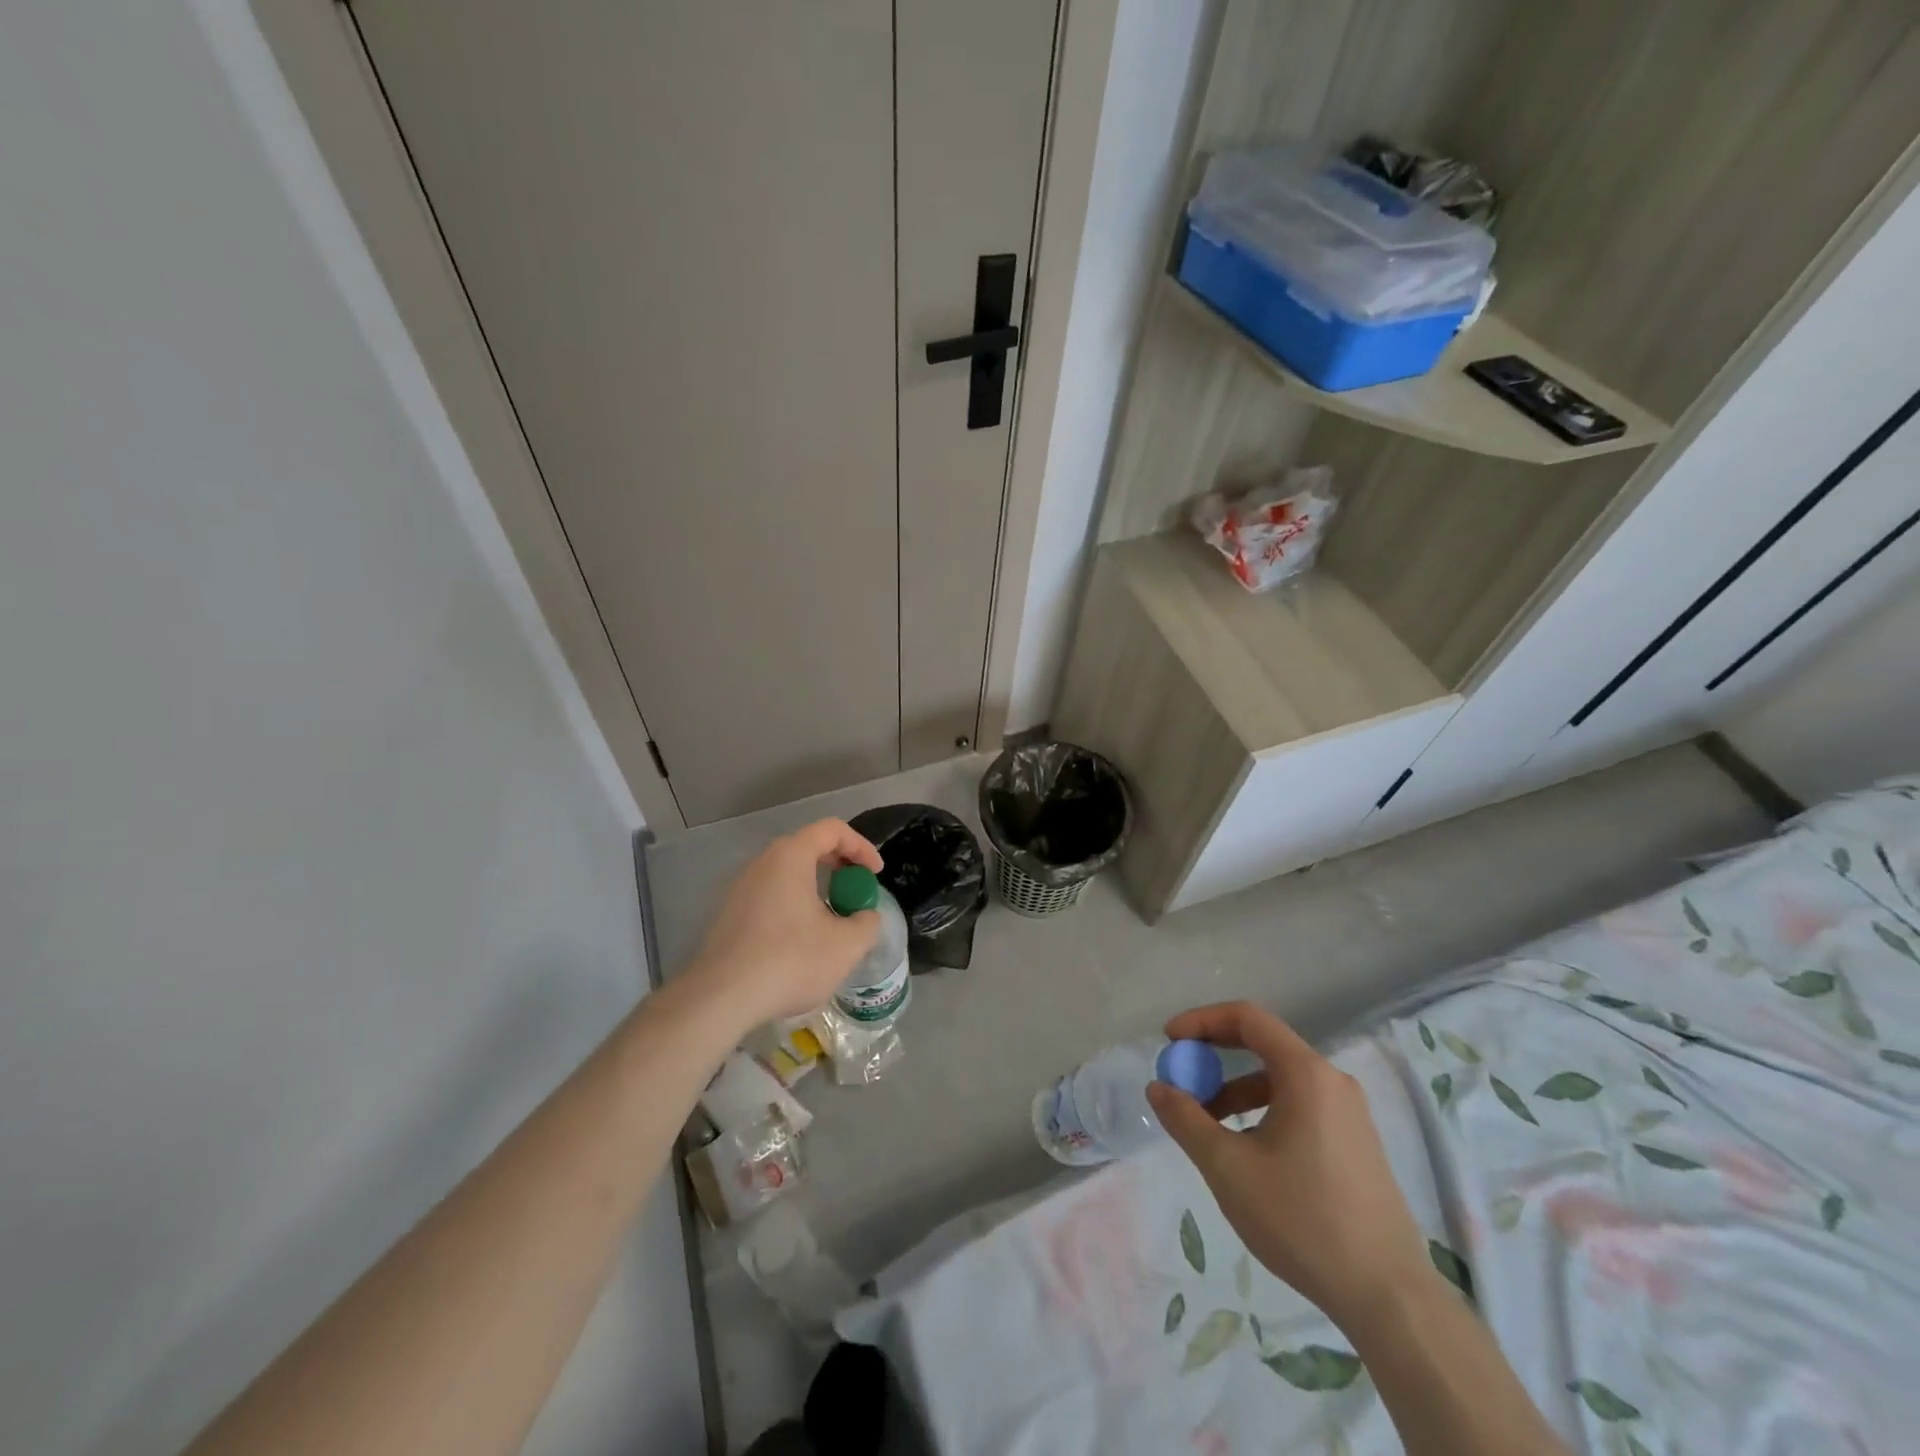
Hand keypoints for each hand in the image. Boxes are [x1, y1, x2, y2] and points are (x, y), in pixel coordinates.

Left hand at [684, 818, 884, 1031]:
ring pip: (788, 874)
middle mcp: (762, 863)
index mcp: (790, 856)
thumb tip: (864, 916)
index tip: (875, 874)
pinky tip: (801, 941)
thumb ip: (867, 922)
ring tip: (833, 920)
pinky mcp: (729, 914)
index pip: (832, 830)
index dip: (861, 847)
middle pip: (808, 847)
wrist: (720, 998)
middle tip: (856, 892)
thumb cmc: (789, 961)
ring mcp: (740, 888)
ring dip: (816, 888)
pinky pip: (770, 896)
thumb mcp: (846, 945)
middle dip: (840, 866)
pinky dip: (794, 906)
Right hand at [1146, 1001, 1434, 1334]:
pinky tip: (1246, 1151)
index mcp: (1306, 1074)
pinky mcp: (1355, 1143)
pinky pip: (1299, 1105)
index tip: (1170, 1040)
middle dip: (1215, 1056)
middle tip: (1182, 1077)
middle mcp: (1332, 1081)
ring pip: (1280, 1080)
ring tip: (1207, 1124)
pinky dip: (1262, 1111)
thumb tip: (1158, 1088)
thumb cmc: (1303, 1220)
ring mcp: (1349, 1113)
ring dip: (1236, 1090)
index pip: (1247, 1018)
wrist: (1389, 1297)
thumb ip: (1186, 1120)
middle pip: (1264, 1045)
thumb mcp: (1228, 1168)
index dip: (1202, 1021)